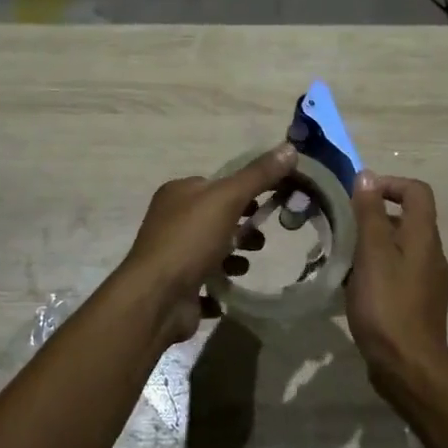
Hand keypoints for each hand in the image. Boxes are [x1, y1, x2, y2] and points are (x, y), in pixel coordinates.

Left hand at [121, 144, 298, 341]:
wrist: (157, 298)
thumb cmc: (190, 240)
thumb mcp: (227, 199)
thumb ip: (258, 175)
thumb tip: (290, 148)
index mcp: (178, 193)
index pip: (216, 185)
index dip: (244, 192)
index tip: (271, 203)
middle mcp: (170, 220)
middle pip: (216, 218)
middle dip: (242, 228)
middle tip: (260, 240)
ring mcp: (172, 255)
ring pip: (212, 251)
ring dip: (234, 257)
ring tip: (246, 265)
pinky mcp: (177, 286)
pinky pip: (205, 282)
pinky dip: (219, 284)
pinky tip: (230, 289)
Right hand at [346, 172, 447, 387]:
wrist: (408, 366)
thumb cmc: (387, 304)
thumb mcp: (372, 252)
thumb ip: (369, 213)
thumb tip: (367, 175)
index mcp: (423, 236)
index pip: (417, 191)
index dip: (390, 184)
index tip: (359, 197)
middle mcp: (431, 253)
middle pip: (408, 217)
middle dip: (374, 215)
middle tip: (343, 226)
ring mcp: (427, 279)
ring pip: (399, 246)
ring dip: (373, 243)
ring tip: (343, 255)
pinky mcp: (417, 302)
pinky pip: (397, 271)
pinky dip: (376, 268)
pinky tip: (353, 285)